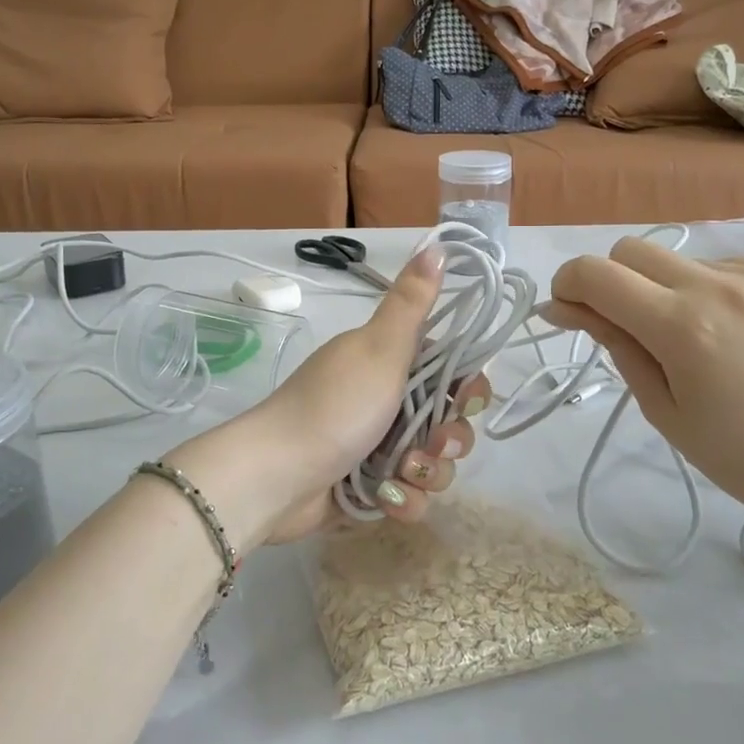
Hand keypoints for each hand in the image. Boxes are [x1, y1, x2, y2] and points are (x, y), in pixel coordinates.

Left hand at [167, 246, 488, 547]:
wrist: (275, 477)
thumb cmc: (335, 407)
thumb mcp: (380, 348)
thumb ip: (412, 302)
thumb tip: (437, 242)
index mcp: (389, 363)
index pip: (449, 371)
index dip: (467, 388)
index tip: (465, 399)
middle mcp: (385, 402)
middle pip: (447, 422)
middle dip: (449, 440)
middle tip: (433, 445)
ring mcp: (376, 446)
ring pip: (432, 464)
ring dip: (426, 474)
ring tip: (398, 475)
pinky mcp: (369, 488)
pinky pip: (409, 496)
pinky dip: (402, 500)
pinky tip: (385, 500)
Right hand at [544, 238, 743, 546]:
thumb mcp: (663, 409)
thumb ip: (615, 344)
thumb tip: (564, 307)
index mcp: (683, 327)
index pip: (596, 274)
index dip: (568, 285)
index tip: (569, 310)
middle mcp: (723, 285)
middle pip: (633, 249)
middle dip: (614, 281)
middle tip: (630, 327)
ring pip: (684, 261)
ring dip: (670, 290)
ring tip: (702, 341)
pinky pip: (731, 267)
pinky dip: (717, 293)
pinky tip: (742, 334)